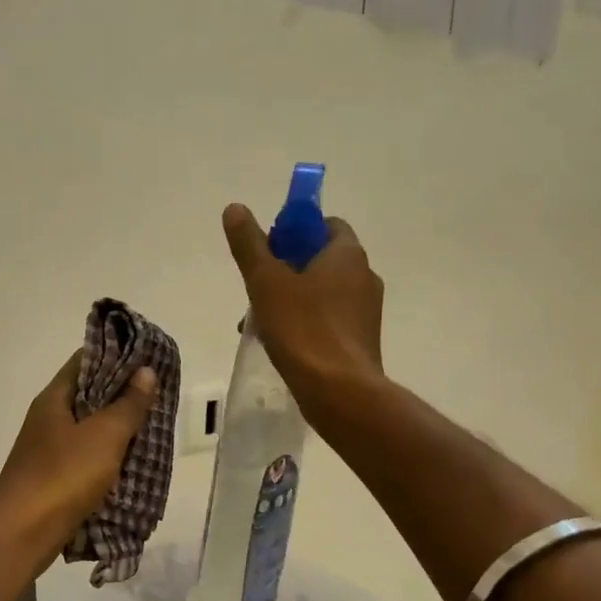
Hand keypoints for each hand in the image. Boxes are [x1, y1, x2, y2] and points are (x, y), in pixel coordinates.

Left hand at [0, 353, 158, 564]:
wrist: (22, 533)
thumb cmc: (63, 475)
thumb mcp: (104, 435)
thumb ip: (127, 404)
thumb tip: (145, 371)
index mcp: (54, 398)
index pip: (84, 361)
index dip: (116, 356)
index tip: (148, 358)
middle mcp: (47, 419)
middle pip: (88, 396)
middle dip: (122, 395)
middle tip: (158, 396)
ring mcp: (47, 450)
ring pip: (88, 429)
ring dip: (117, 429)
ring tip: (151, 428)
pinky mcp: (53, 479)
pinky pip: (85, 458)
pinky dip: (107, 457)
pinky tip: (130, 464)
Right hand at [223, 203, 384, 418]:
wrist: (339, 391)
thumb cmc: (303, 328)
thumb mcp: (266, 281)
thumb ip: (249, 244)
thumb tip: (235, 208)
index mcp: (347, 254)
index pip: (326, 225)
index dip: (295, 231)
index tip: (268, 249)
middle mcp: (364, 276)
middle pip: (320, 259)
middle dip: (284, 269)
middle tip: (255, 288)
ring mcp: (365, 311)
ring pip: (321, 292)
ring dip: (289, 299)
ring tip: (258, 322)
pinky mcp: (359, 339)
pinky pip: (327, 319)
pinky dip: (303, 322)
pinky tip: (279, 342)